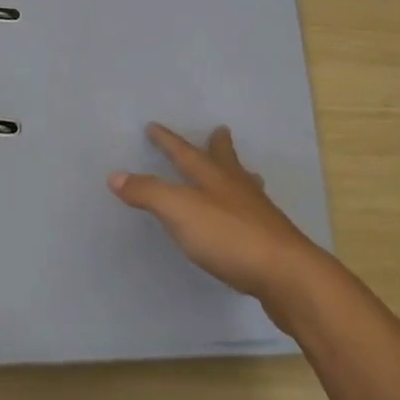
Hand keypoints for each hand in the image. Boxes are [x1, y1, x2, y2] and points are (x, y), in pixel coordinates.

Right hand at [109, 124, 330, 313]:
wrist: (284, 273)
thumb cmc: (228, 237)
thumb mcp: (179, 211)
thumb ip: (148, 192)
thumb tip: (115, 175)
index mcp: (213, 178)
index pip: (185, 153)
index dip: (167, 141)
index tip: (154, 126)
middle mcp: (237, 188)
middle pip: (225, 160)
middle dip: (218, 146)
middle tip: (221, 130)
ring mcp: (257, 212)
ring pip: (245, 185)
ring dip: (239, 174)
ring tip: (244, 171)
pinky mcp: (270, 238)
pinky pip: (254, 212)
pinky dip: (247, 207)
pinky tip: (249, 219)